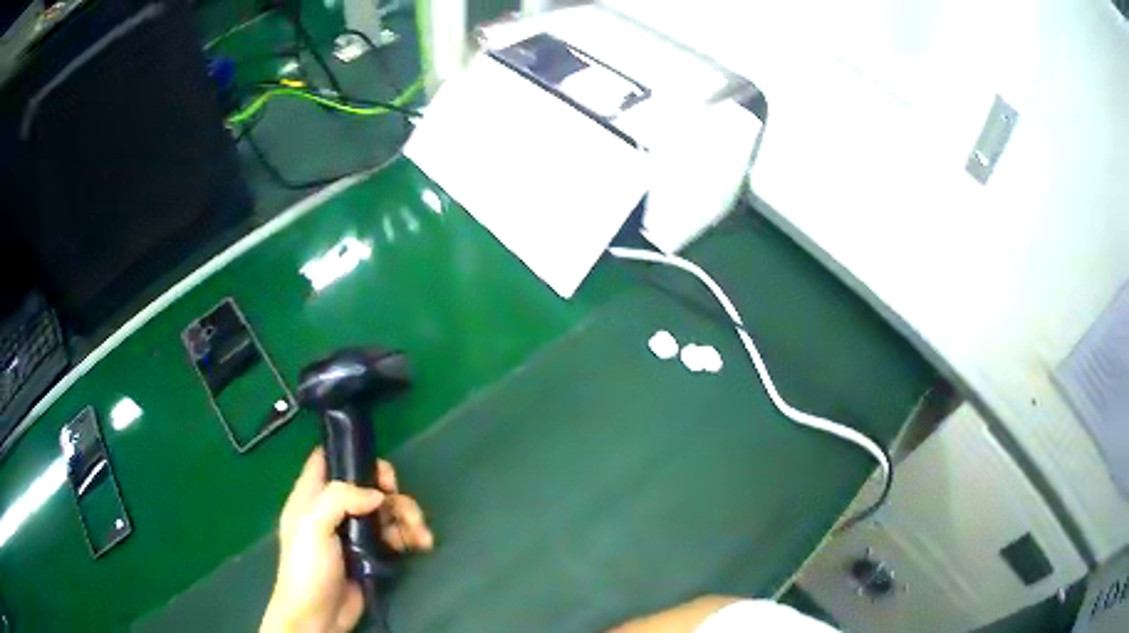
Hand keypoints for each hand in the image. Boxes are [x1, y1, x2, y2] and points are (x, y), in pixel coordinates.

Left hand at [261, 448, 434, 632]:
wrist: (318, 615)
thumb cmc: (307, 566)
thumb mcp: (313, 526)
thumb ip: (339, 499)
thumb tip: (377, 495)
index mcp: (312, 496)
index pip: (327, 459)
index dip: (351, 455)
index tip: (377, 467)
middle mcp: (334, 509)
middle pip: (366, 485)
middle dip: (390, 491)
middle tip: (402, 504)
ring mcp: (354, 532)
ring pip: (385, 510)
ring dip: (407, 516)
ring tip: (421, 534)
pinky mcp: (371, 553)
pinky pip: (394, 535)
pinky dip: (410, 536)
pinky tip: (422, 544)